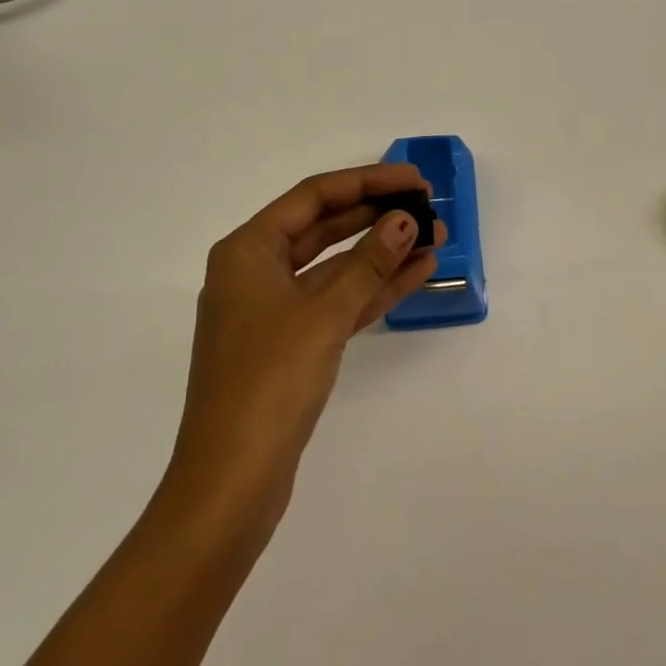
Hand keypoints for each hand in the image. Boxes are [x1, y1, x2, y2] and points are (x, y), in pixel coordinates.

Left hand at [170, 163, 447, 520]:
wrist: (230, 485)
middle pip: (325, 227)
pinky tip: (416, 275)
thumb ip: (368, 263)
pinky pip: (337, 302)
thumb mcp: (323, 314)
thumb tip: (405, 220)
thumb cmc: (268, 382)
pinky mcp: (292, 345)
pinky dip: (373, 290)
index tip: (413, 180)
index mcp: (247, 250)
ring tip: (435, 238)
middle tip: (428, 207)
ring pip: (336, 267)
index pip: (315, 196)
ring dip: (383, 253)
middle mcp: (256, 271)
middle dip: (378, 217)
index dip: (368, 182)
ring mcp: (274, 311)